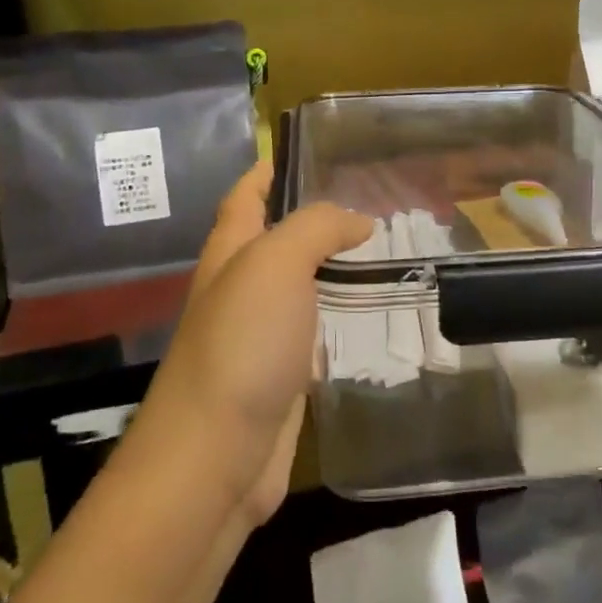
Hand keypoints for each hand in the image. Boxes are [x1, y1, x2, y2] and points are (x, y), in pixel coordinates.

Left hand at [136, 162, 372, 526]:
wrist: (217, 455)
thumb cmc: (241, 345)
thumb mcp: (275, 265)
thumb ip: (316, 228)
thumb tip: (358, 221)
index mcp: (229, 252)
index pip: (247, 194)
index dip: (270, 168)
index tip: (310, 147)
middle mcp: (241, 287)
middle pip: (276, 236)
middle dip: (315, 214)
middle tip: (374, 196)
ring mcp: (260, 334)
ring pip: (300, 283)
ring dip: (332, 263)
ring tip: (384, 245)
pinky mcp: (282, 374)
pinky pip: (314, 329)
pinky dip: (339, 311)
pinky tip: (372, 309)